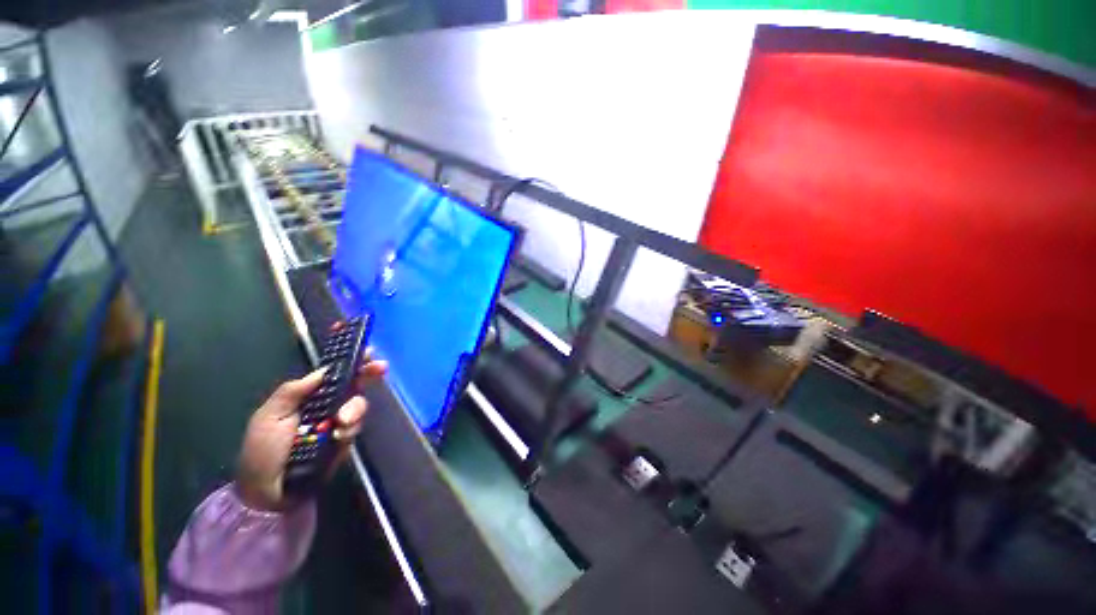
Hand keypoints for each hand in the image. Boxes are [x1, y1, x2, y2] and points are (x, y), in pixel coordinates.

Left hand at [236, 358, 387, 510]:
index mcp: (307, 396)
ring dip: (354, 408)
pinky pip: (356, 427)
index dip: (349, 361)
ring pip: (358, 404)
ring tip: (342, 420)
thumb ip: (293, 391)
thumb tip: (323, 370)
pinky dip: (350, 428)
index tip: (366, 350)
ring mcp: (337, 423)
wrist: (268, 494)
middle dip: (369, 373)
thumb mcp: (268, 417)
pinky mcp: (345, 440)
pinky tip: (339, 435)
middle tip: (380, 367)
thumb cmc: (262, 452)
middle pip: (354, 384)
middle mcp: (326, 405)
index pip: (332, 374)